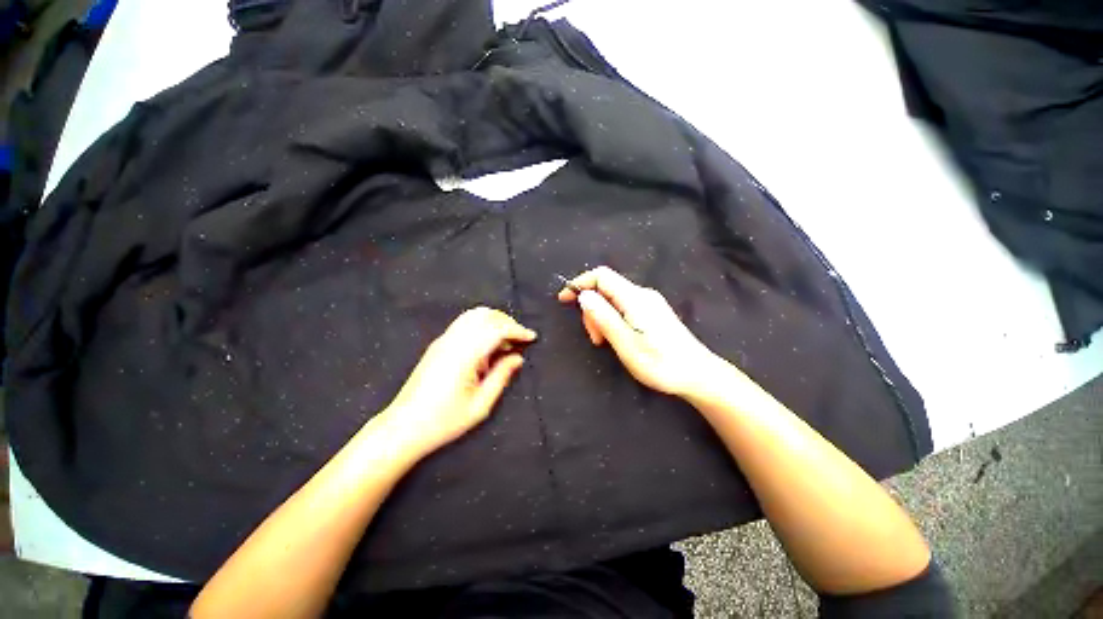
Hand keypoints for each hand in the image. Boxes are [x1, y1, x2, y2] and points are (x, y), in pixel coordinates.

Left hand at [381, 307, 536, 456]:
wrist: (403, 427)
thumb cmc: (444, 421)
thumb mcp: (480, 405)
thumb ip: (502, 377)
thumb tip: (518, 358)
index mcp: (464, 355)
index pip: (496, 329)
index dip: (517, 330)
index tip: (531, 337)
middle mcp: (453, 341)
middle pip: (485, 315)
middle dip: (507, 322)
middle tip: (520, 339)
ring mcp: (443, 340)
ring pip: (473, 315)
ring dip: (494, 322)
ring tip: (506, 341)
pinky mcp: (438, 344)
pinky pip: (464, 323)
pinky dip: (481, 326)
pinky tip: (487, 346)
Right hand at [558, 266, 727, 397]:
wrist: (697, 375)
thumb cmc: (660, 362)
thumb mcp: (625, 343)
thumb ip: (604, 317)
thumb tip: (584, 295)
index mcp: (634, 298)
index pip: (602, 276)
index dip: (580, 283)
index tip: (564, 300)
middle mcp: (642, 294)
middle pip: (606, 288)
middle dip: (592, 309)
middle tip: (595, 338)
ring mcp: (649, 303)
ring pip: (614, 299)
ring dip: (601, 317)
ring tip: (604, 342)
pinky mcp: (653, 313)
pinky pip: (624, 307)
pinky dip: (612, 319)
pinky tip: (616, 338)